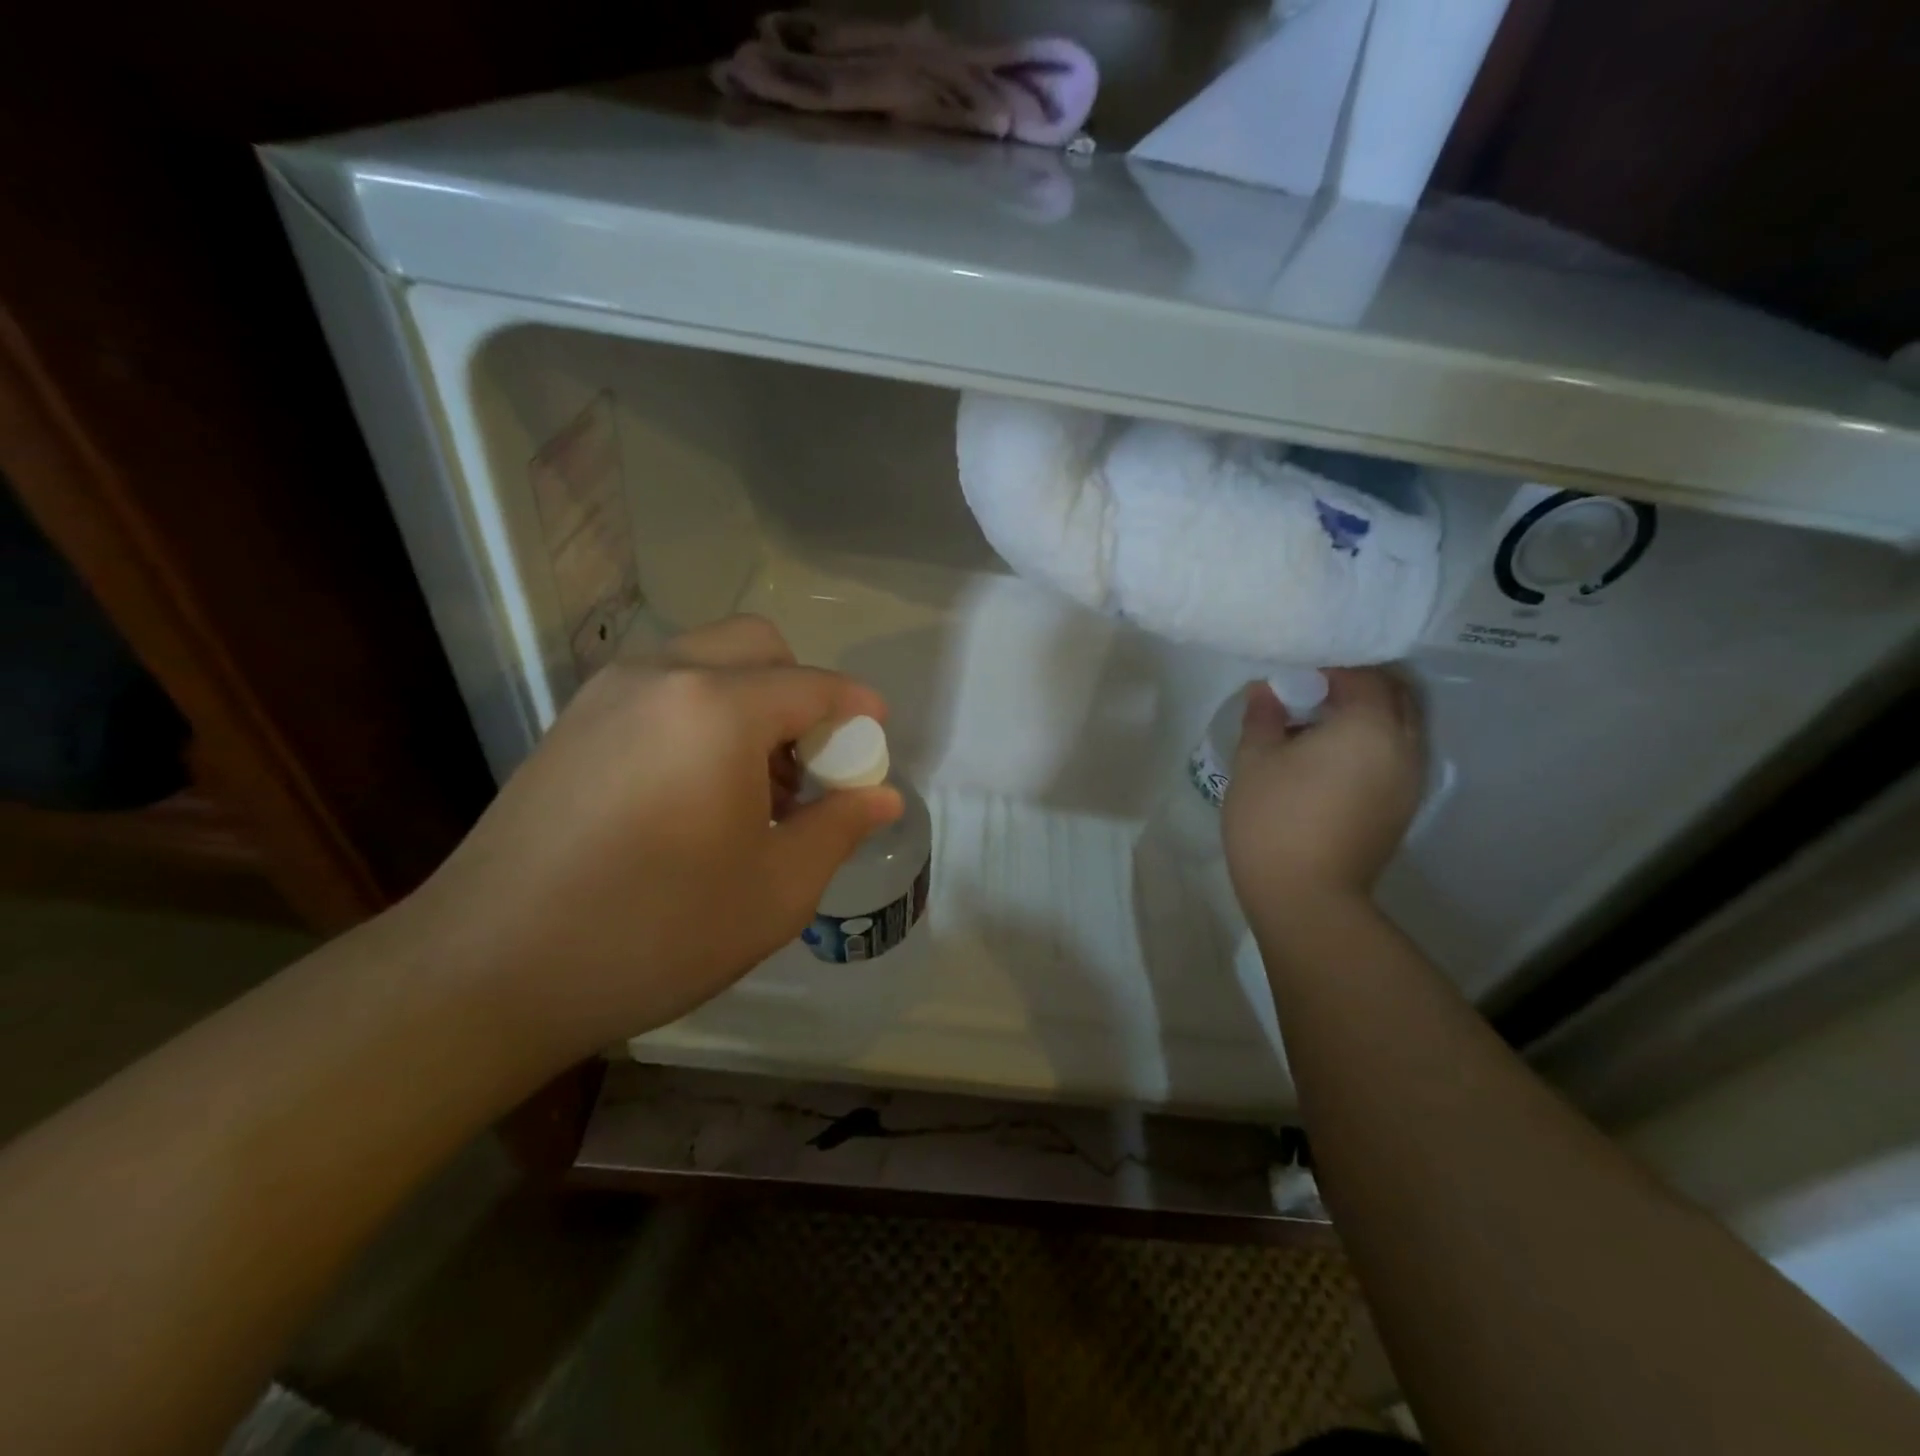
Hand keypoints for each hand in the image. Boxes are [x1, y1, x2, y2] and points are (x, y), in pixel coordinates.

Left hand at [400, 616, 901, 1062]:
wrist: (485, 973)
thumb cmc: (655, 932)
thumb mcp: (776, 891)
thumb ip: (839, 827)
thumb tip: (882, 796)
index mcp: (718, 708)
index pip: (814, 686)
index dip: (858, 710)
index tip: (877, 740)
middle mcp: (662, 676)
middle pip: (758, 646)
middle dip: (801, 691)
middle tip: (810, 763)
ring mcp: (606, 694)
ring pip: (705, 661)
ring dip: (750, 700)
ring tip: (756, 785)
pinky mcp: (572, 722)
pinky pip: (661, 689)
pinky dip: (701, 713)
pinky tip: (697, 789)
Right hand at [1222, 668, 1424, 917]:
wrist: (1306, 897)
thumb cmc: (1274, 819)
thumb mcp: (1255, 760)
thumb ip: (1263, 716)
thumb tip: (1266, 690)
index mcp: (1369, 726)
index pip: (1361, 675)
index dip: (1329, 667)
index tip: (1294, 673)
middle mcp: (1403, 746)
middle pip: (1393, 696)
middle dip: (1357, 686)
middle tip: (1311, 692)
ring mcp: (1409, 780)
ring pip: (1400, 727)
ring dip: (1367, 715)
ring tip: (1319, 725)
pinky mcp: (1402, 807)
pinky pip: (1395, 756)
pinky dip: (1372, 744)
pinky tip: (1331, 760)